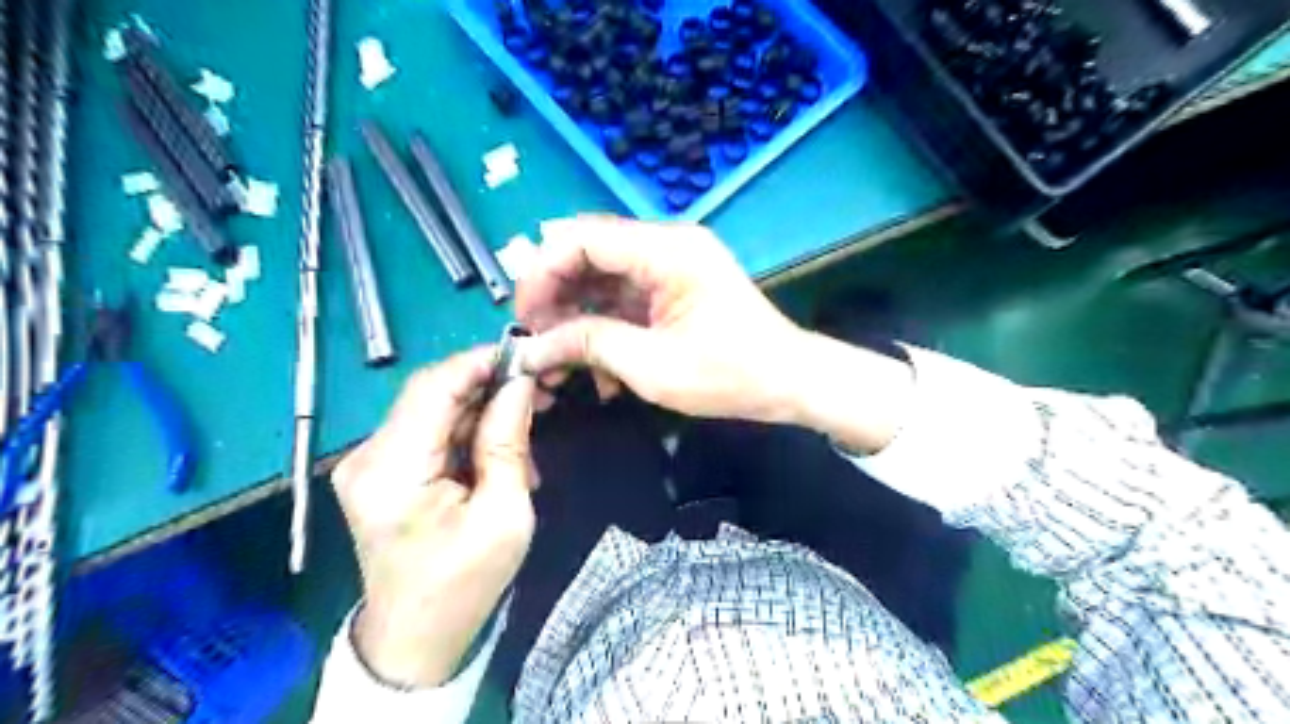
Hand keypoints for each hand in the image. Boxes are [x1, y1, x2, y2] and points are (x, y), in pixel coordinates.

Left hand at [333, 350, 536, 690]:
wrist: (417, 637)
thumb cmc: (465, 583)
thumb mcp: (504, 514)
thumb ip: (507, 441)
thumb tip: (520, 382)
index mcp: (393, 470)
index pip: (433, 387)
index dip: (480, 362)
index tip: (527, 356)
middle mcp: (368, 456)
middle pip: (430, 392)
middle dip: (486, 383)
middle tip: (537, 389)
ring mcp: (369, 463)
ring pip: (432, 408)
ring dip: (480, 406)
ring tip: (525, 422)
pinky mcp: (380, 470)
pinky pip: (428, 430)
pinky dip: (466, 429)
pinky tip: (498, 447)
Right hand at [517, 217, 807, 422]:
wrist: (788, 381)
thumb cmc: (731, 375)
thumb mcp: (653, 367)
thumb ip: (590, 345)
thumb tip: (533, 346)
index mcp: (667, 250)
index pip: (583, 237)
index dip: (542, 272)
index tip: (524, 316)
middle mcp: (666, 245)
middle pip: (588, 253)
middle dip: (555, 296)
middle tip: (538, 341)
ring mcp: (670, 265)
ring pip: (601, 278)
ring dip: (576, 318)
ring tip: (561, 362)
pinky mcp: (671, 287)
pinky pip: (622, 297)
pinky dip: (603, 327)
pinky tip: (598, 369)